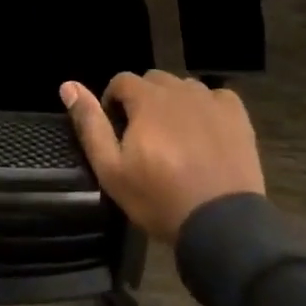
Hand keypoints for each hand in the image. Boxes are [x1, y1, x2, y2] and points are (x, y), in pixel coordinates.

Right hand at [62, 71, 265, 241]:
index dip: (113, 102)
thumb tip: (68, 85)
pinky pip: (215, 98)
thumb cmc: (160, 198)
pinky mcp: (237, 116)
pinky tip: (205, 133)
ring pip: (184, 88)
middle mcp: (179, 89)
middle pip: (153, 81)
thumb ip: (90, 124)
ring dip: (174, 103)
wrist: (223, 224)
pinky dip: (206, 108)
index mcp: (147, 99)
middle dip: (143, 101)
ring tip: (175, 137)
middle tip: (144, 137)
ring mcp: (211, 100)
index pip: (121, 80)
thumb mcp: (112, 169)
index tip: (117, 131)